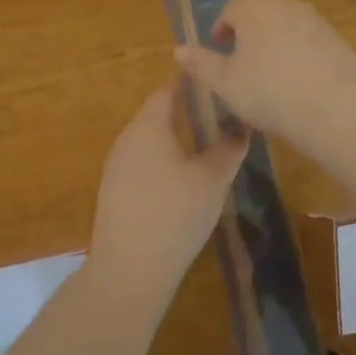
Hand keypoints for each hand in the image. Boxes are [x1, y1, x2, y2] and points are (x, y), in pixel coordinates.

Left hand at [89, 88, 246, 292]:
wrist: (129, 268)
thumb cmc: (175, 213)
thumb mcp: (213, 179)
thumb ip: (229, 148)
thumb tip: (242, 127)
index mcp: (148, 126)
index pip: (167, 91)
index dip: (191, 86)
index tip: (216, 87)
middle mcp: (126, 140)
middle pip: (156, 116)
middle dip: (186, 114)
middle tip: (219, 118)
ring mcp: (116, 167)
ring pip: (149, 142)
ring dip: (174, 141)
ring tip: (206, 149)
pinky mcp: (114, 193)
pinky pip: (142, 165)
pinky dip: (163, 164)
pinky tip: (182, 182)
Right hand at [173, 0, 355, 137]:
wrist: (332, 107)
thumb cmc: (267, 92)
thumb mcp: (225, 83)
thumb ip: (201, 64)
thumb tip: (178, 50)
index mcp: (254, 11)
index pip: (230, 12)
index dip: (220, 31)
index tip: (219, 51)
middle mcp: (287, 7)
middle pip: (261, 16)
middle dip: (250, 36)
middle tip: (243, 64)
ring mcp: (317, 22)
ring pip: (288, 28)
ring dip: (277, 44)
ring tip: (272, 75)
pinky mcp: (339, 41)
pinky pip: (312, 44)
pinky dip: (302, 56)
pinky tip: (301, 84)